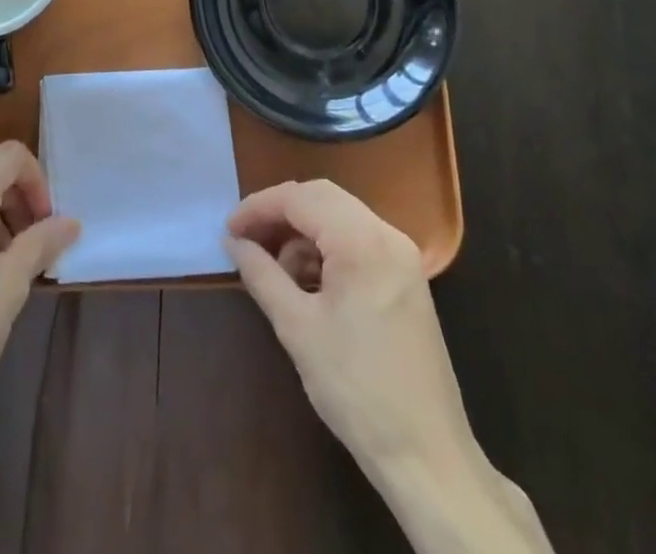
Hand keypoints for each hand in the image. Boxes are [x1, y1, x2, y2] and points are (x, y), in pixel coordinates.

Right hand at [227, 180, 549, 552]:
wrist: (427, 457)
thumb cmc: (356, 389)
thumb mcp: (297, 328)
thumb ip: (261, 273)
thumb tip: (233, 241)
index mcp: (363, 241)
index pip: (299, 198)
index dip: (258, 207)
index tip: (229, 229)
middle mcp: (387, 235)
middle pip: (321, 197)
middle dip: (279, 214)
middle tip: (247, 240)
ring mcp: (402, 256)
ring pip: (339, 216)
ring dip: (302, 233)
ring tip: (275, 271)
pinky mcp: (406, 278)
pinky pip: (357, 240)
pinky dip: (326, 250)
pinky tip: (307, 284)